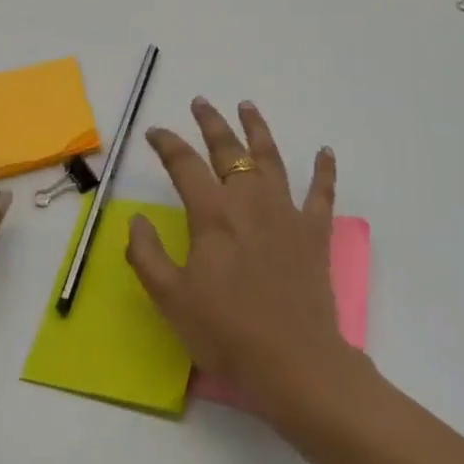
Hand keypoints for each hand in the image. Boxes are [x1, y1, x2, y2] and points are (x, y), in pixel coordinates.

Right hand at [129, 97, 362, 419]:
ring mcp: (286, 212)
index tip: (156, 132)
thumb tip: (137, 220)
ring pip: (270, 158)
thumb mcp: (170, 299)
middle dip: (212, 123)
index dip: (167, 144)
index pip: (185, 165)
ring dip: (257, 129)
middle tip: (201, 102)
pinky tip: (325, 151)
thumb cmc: (226, 332)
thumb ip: (146, 255)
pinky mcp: (314, 231)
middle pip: (228, 150)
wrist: (292, 360)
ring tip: (247, 106)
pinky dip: (324, 170)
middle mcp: (249, 201)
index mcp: (213, 214)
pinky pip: (322, 192)